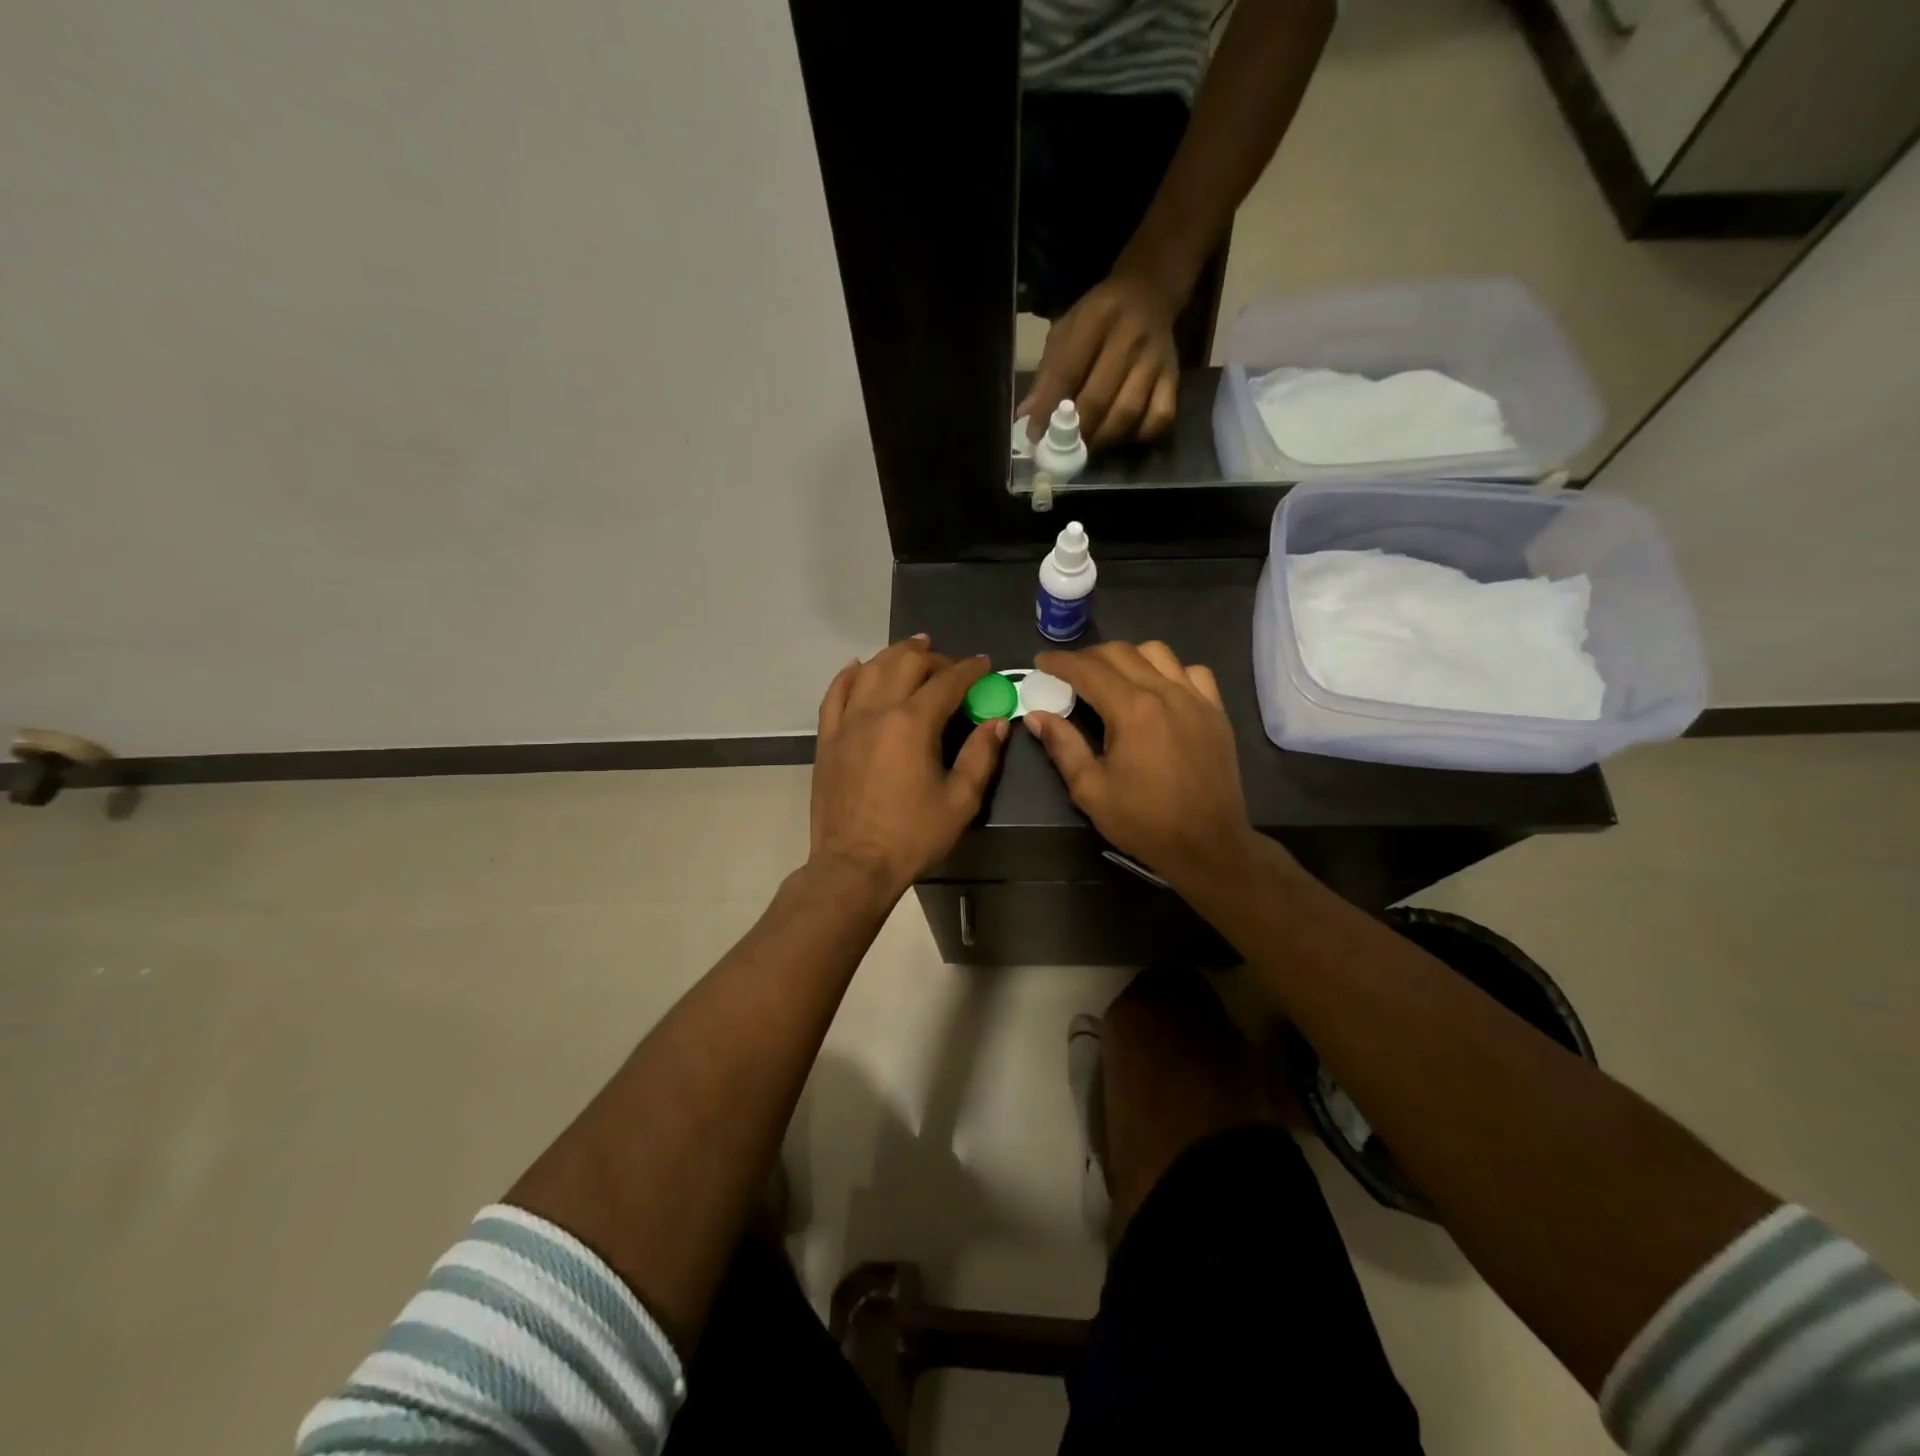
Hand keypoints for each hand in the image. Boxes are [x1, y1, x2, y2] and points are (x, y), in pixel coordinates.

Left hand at [810, 636, 1007, 898]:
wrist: (853, 866)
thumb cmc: (912, 836)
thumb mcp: (960, 801)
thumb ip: (980, 756)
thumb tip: (997, 723)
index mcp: (912, 723)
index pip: (946, 681)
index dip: (970, 669)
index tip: (985, 665)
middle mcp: (877, 711)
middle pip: (906, 663)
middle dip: (934, 657)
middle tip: (952, 665)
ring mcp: (846, 723)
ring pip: (869, 670)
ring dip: (894, 655)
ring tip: (913, 649)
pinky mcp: (827, 739)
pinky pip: (835, 694)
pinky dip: (848, 675)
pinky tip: (858, 666)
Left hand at [1021, 273, 1180, 450]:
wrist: (1149, 292)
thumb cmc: (1098, 317)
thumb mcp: (1066, 331)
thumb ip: (1047, 373)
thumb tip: (1027, 416)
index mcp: (1096, 319)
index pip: (1067, 371)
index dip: (1048, 409)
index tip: (1035, 435)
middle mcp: (1129, 338)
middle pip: (1099, 399)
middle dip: (1076, 431)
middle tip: (1062, 449)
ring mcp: (1155, 360)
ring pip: (1127, 413)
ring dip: (1102, 439)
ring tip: (1086, 447)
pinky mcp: (1173, 377)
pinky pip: (1159, 418)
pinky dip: (1138, 436)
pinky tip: (1121, 438)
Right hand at [1025, 641, 1256, 889]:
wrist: (1208, 845)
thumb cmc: (1144, 822)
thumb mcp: (1090, 790)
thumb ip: (1063, 746)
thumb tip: (1037, 715)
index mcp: (1132, 710)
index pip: (1088, 670)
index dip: (1060, 662)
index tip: (1041, 662)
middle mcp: (1165, 692)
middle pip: (1121, 653)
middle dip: (1088, 656)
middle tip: (1068, 672)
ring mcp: (1196, 699)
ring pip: (1158, 653)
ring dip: (1128, 657)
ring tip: (1112, 676)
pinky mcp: (1216, 711)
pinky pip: (1192, 672)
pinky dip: (1169, 670)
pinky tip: (1159, 689)